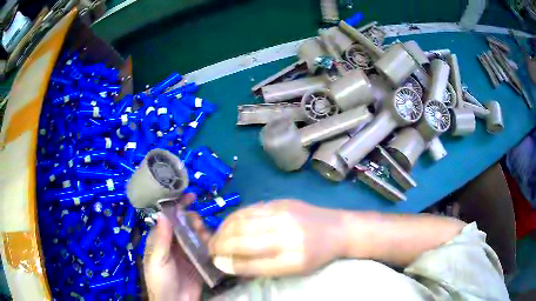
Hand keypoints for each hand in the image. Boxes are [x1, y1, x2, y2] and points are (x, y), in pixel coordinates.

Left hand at [143, 193, 210, 300]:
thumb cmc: (161, 281)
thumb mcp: (157, 260)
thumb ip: (161, 239)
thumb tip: (163, 213)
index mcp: (161, 240)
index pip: (169, 219)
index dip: (177, 207)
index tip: (189, 196)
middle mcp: (175, 244)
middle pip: (186, 225)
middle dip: (193, 220)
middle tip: (198, 224)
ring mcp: (189, 253)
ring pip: (198, 235)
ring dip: (203, 232)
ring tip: (205, 237)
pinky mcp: (201, 262)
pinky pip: (207, 249)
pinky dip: (211, 244)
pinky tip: (213, 245)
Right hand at [208, 200, 344, 276]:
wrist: (337, 229)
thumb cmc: (316, 255)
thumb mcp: (294, 270)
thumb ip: (262, 267)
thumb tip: (230, 263)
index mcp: (293, 260)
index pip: (251, 264)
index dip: (229, 263)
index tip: (216, 263)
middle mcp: (287, 235)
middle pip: (242, 240)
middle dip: (220, 245)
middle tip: (211, 250)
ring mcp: (284, 214)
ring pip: (242, 222)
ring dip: (223, 230)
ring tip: (216, 238)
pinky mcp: (281, 202)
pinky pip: (250, 209)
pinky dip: (234, 217)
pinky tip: (228, 224)